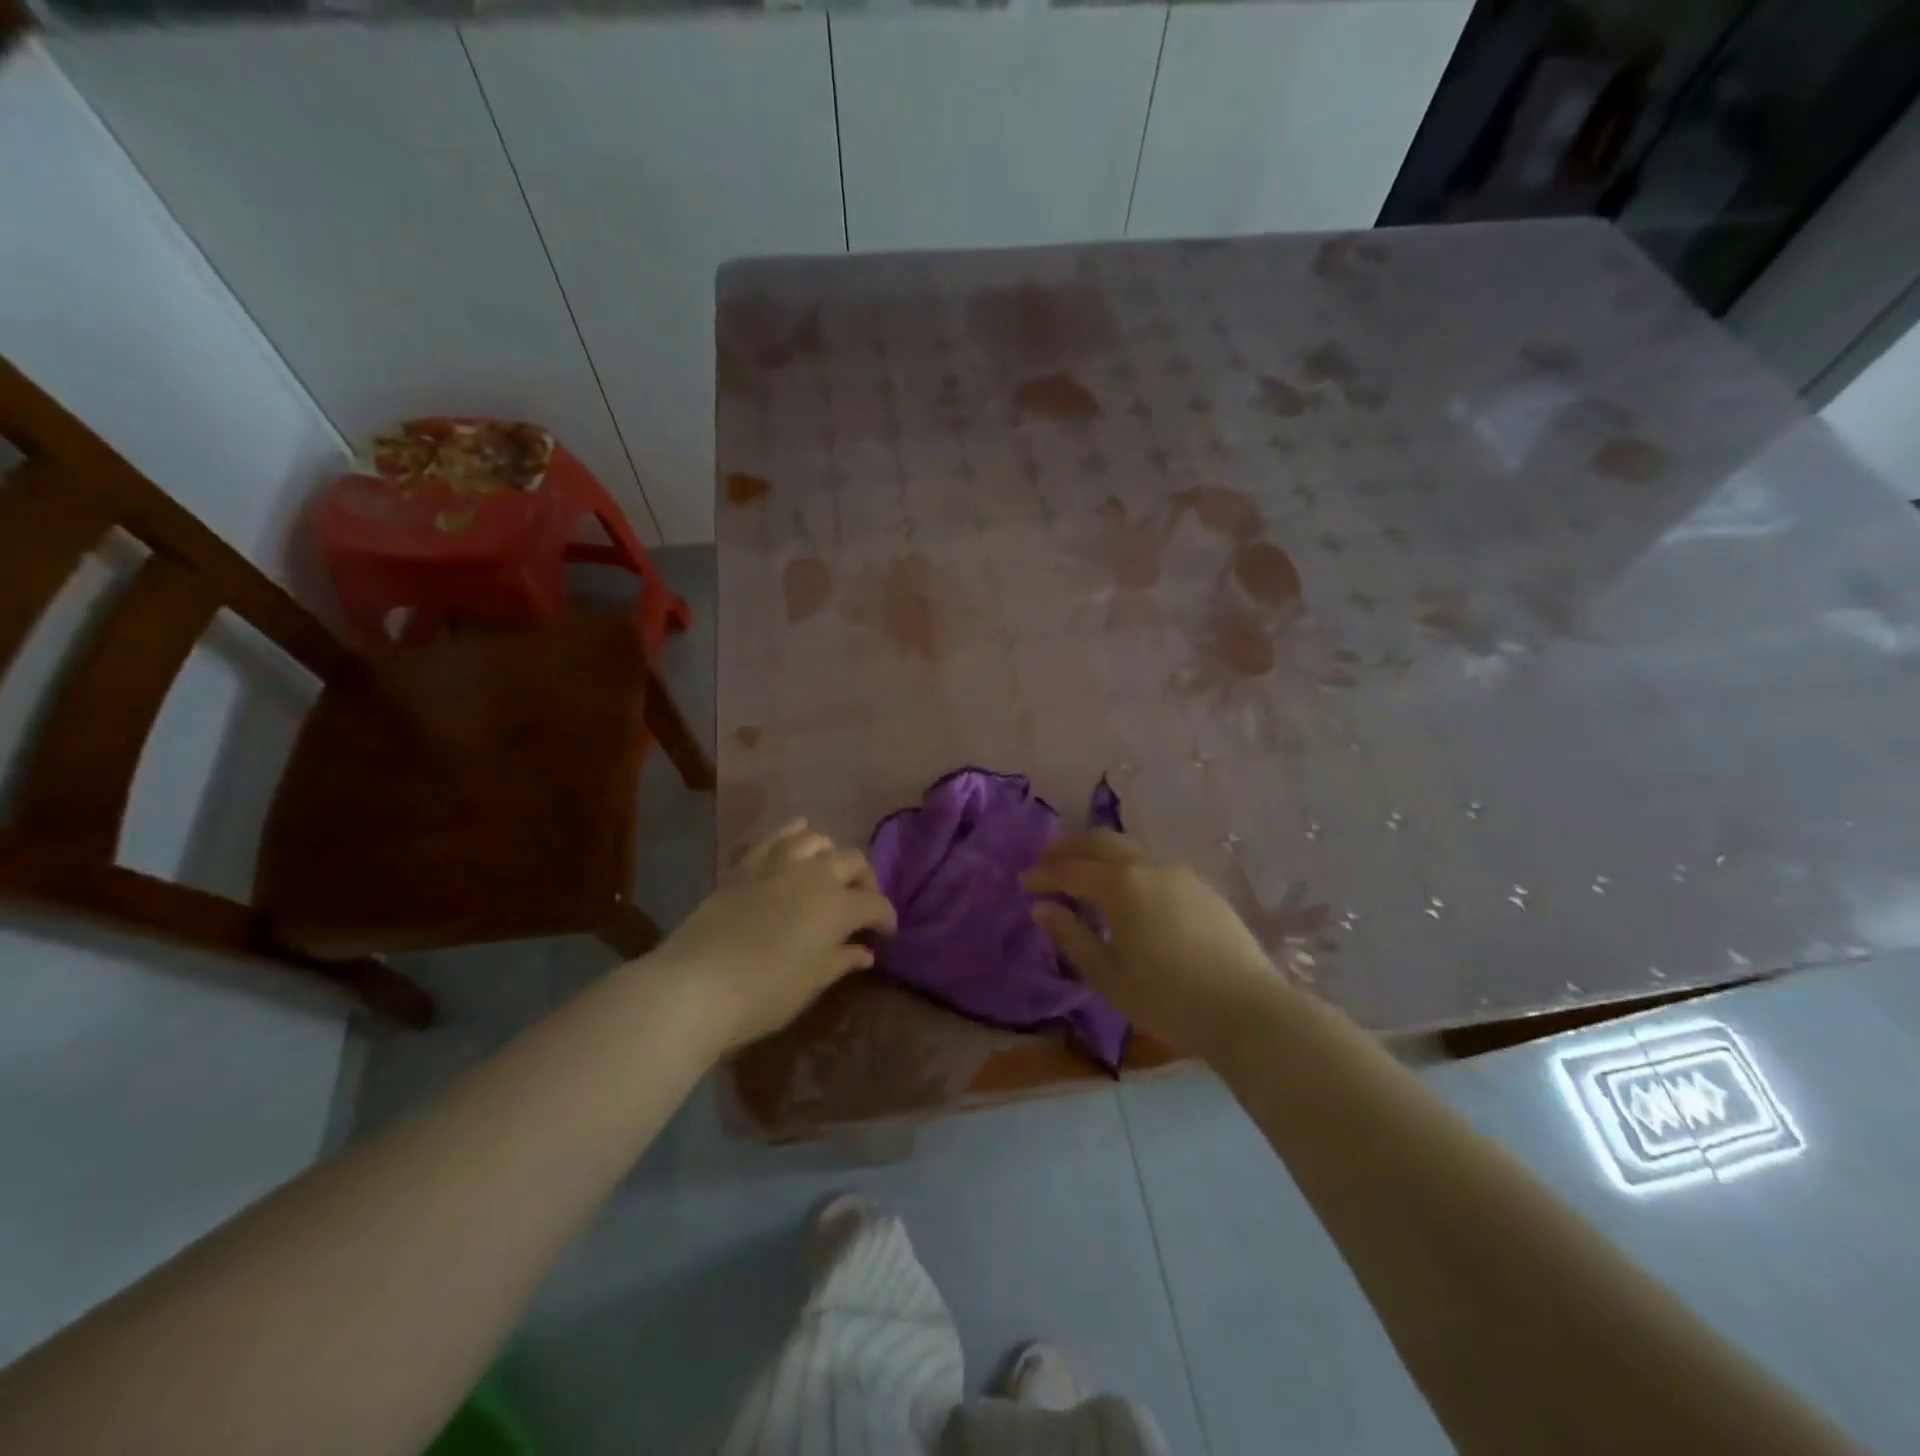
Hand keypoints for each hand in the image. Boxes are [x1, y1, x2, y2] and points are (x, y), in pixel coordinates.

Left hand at [647, 820, 896, 1051]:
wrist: (697, 983)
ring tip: (825, 875)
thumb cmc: (764, 993)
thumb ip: (842, 960)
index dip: (886, 919)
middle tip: (858, 904)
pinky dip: (794, 835)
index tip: (884, 934)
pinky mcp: (748, 862)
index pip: (876, 904)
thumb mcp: (812, 983)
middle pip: (854, 861)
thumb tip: (865, 951)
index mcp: (839, 906)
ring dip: (829, 855)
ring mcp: (780, 862)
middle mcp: (816, 874)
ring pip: (818, 840)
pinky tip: (795, 845)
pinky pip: (778, 836)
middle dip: (864, 881)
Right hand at [1023, 831, 1279, 1056]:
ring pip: (1131, 850)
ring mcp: (1180, 874)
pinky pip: (1154, 866)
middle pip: (1101, 842)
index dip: (1044, 874)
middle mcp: (1149, 867)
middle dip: (1069, 847)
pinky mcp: (1203, 888)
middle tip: (1047, 858)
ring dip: (1101, 854)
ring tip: (1084, 871)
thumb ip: (1072, 936)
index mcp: (1121, 885)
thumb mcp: (1108, 976)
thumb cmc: (1167, 998)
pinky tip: (1128, 892)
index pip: (1071, 870)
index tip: (1024, 880)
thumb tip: (1042, 908)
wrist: (1247, 1009)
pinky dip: (1128, 868)